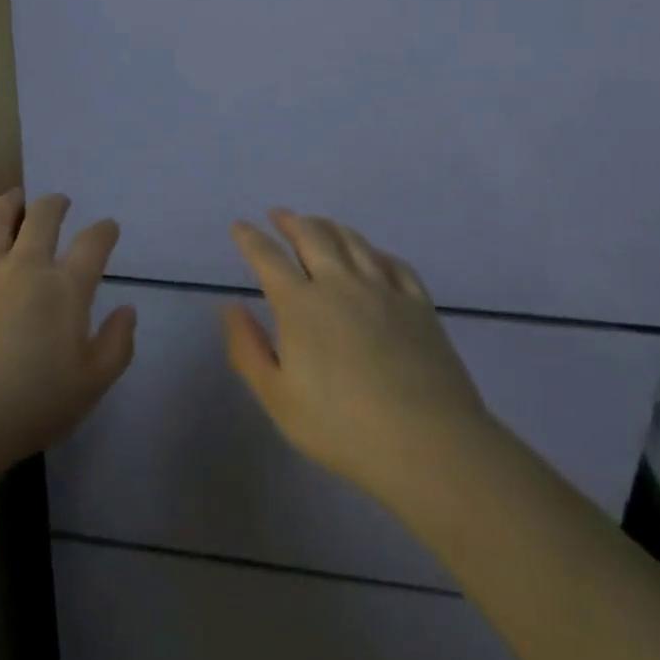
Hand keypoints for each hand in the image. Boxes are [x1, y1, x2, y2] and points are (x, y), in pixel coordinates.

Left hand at [0, 189, 135, 476]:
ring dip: (11, 203)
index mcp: (65, 290)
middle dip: (55, 204)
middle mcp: (25, 266)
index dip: (104, 231)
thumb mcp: (90, 387)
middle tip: (59, 203)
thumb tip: (128, 309)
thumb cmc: (28, 408)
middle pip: (43, 216)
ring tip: (16, 198)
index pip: (93, 244)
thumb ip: (116, 345)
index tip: (108, 228)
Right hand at [224, 210, 487, 502]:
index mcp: (301, 304)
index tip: (239, 226)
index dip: (250, 238)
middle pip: (312, 236)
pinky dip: (375, 251)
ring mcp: (384, 290)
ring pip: (353, 241)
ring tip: (317, 222)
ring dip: (329, 226)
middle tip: (277, 214)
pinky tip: (372, 254)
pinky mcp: (419, 305)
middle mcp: (340, 284)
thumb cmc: (342, 427)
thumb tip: (231, 307)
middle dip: (290, 221)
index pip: (268, 257)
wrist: (429, 444)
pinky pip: (394, 263)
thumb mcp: (278, 398)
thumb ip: (248, 349)